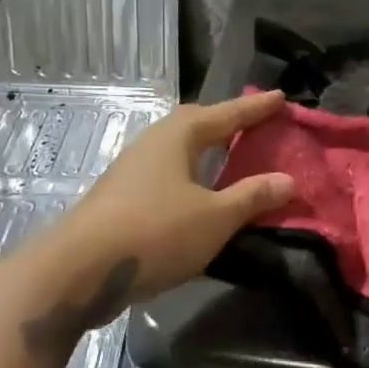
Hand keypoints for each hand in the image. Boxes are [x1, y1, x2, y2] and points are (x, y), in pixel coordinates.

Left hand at [52, 89, 294, 307]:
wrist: (80, 270)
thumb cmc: (156, 232)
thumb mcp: (215, 217)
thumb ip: (252, 197)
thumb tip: (288, 180)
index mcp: (177, 137)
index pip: (225, 114)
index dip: (255, 108)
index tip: (280, 97)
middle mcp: (152, 145)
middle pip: (195, 126)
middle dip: (226, 124)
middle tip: (254, 126)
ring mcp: (133, 173)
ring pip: (179, 154)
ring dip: (207, 154)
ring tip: (231, 160)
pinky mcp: (123, 201)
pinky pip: (169, 178)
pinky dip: (192, 180)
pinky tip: (200, 198)